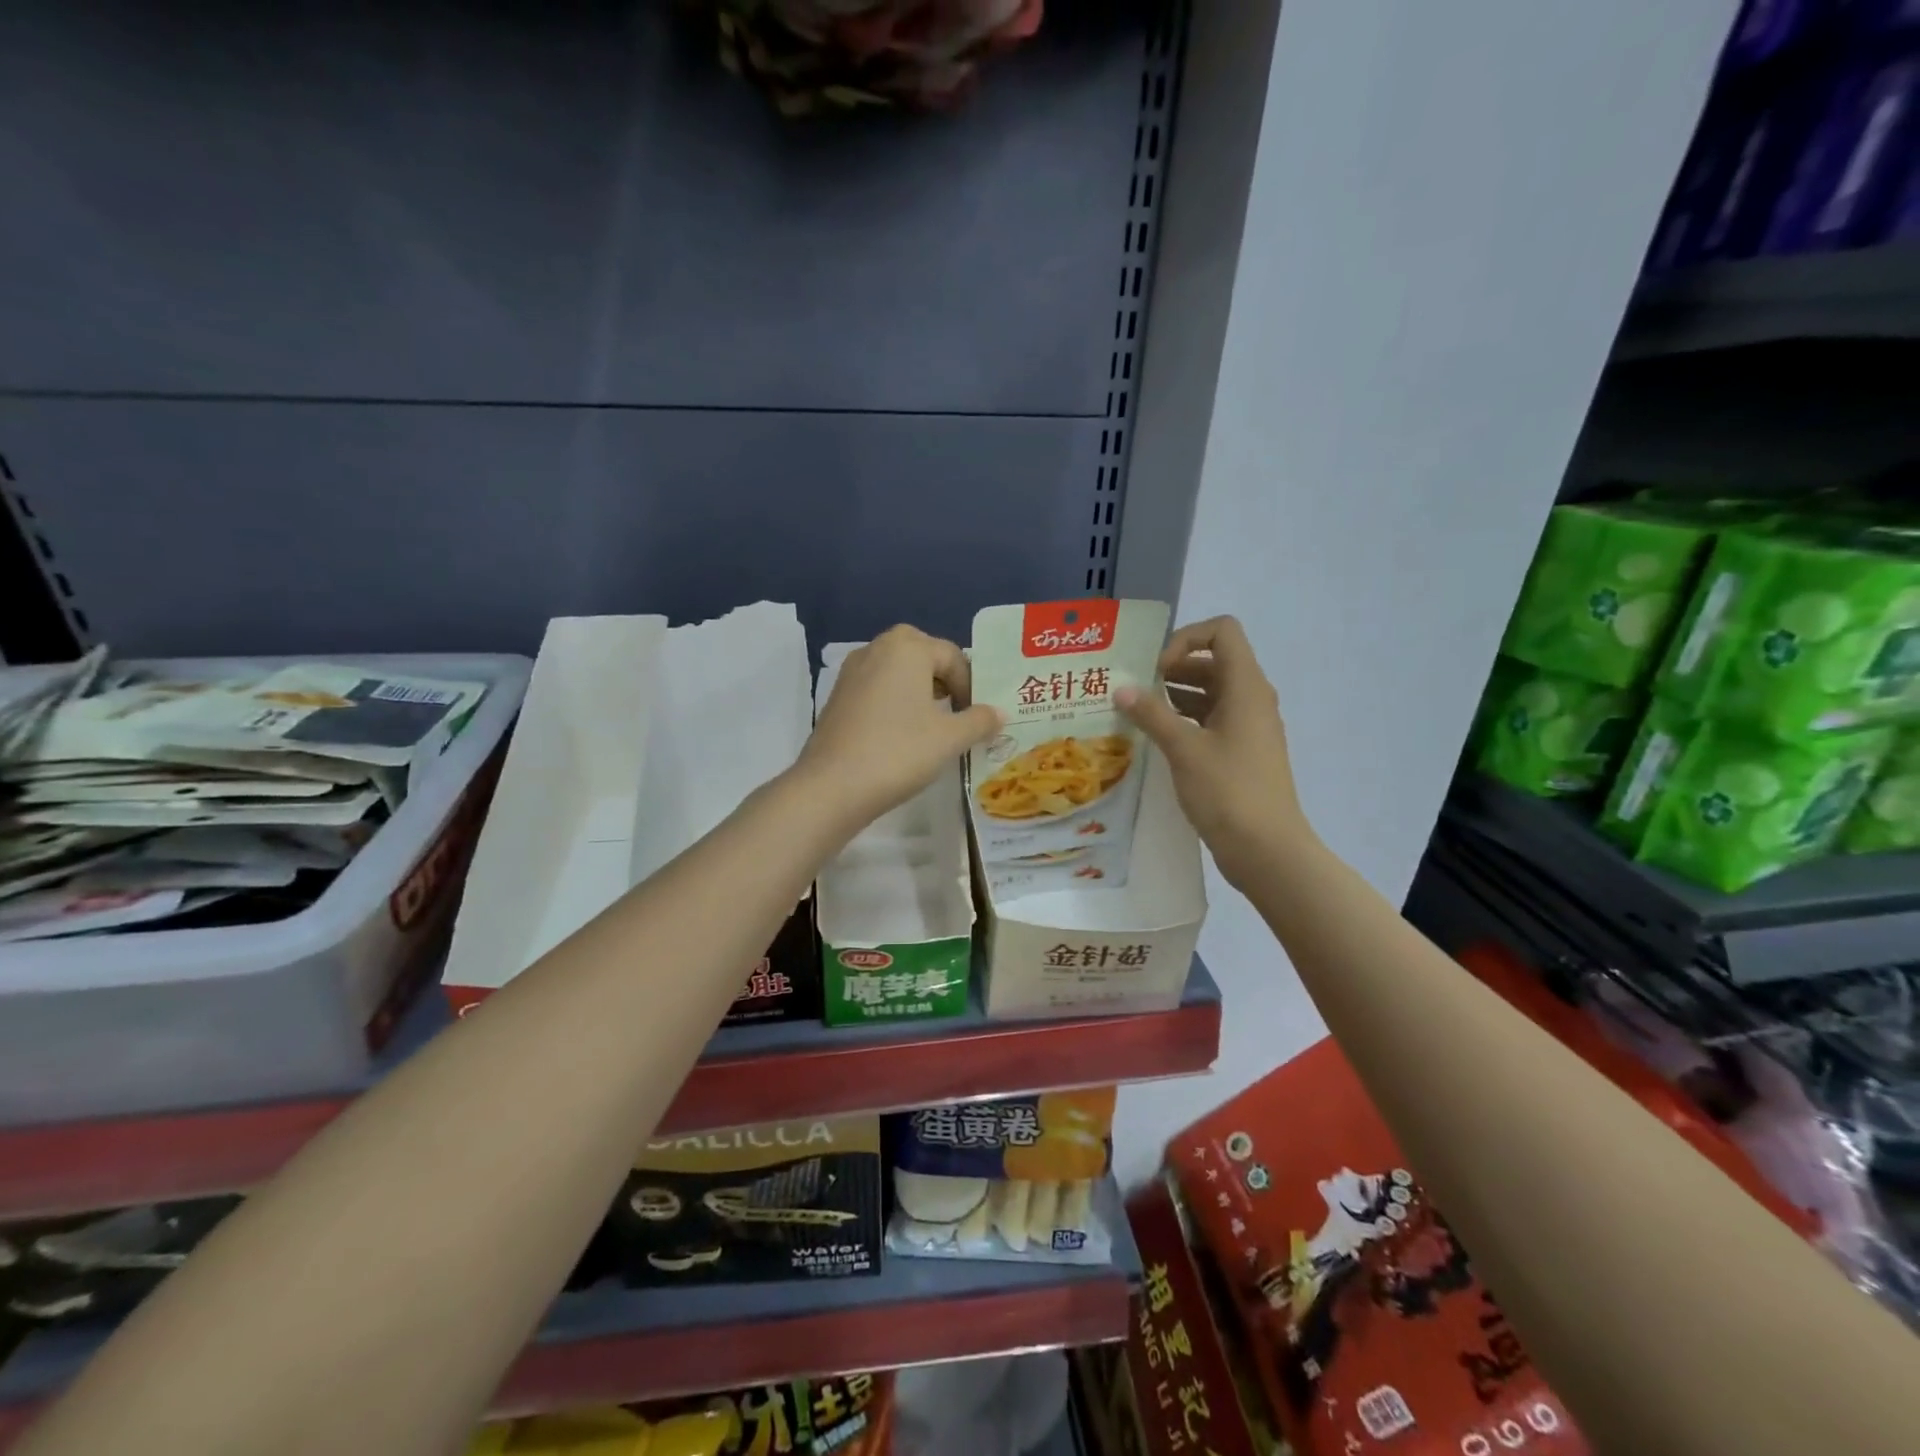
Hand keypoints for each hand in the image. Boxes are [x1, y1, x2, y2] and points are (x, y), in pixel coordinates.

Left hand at [798, 625, 1002, 832]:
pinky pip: (876, 689)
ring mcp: (851, 672)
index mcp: (907, 647)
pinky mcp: (837, 697)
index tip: (977, 717)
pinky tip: (900, 735)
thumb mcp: (949, 738)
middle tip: (958, 713)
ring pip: (897, 672)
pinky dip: (894, 703)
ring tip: (932, 726)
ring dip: (919, 693)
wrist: (832, 786)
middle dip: (944, 682)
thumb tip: (999, 713)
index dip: (971, 685)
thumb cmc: (899, 752)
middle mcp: (876, 648)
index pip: (953, 656)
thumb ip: (979, 721)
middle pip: (922, 656)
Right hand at [1116, 616, 1312, 886]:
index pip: (1222, 631)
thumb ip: (1151, 713)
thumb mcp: (1184, 749)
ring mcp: (1249, 726)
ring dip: (1176, 694)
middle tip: (1137, 689)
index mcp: (1246, 687)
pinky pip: (1212, 720)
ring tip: (1139, 712)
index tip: (1157, 670)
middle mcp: (1252, 699)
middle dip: (1174, 667)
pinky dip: (1185, 719)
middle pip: (1213, 660)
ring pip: (1211, 692)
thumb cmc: (1228, 791)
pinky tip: (1157, 738)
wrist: (1267, 849)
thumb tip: (1122, 688)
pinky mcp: (1242, 752)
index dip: (1186, 639)